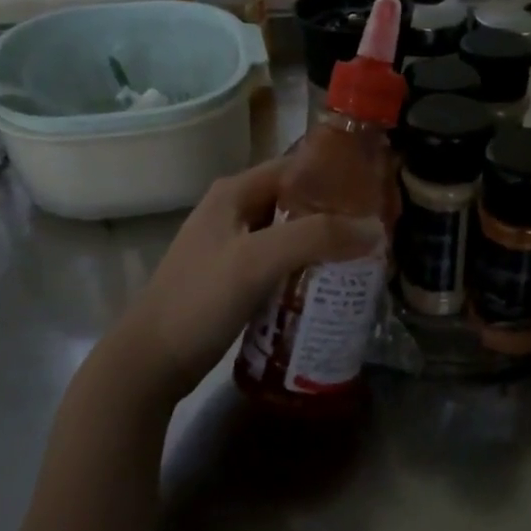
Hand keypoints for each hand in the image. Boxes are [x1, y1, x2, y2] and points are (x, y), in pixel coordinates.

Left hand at [96, 159, 381, 406]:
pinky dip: (310, 268)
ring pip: (293, 234)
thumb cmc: (199, 301)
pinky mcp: (238, 279)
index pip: (297, 166)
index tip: (378, 191)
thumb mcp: (257, 260)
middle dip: (338, 213)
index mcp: (235, 192)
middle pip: (298, 201)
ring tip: (367, 256)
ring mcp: (235, 246)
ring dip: (326, 242)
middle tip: (380, 229)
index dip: (337, 174)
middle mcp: (236, 211)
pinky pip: (284, 262)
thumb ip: (316, 237)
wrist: (150, 363)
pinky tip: (335, 284)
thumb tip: (375, 229)